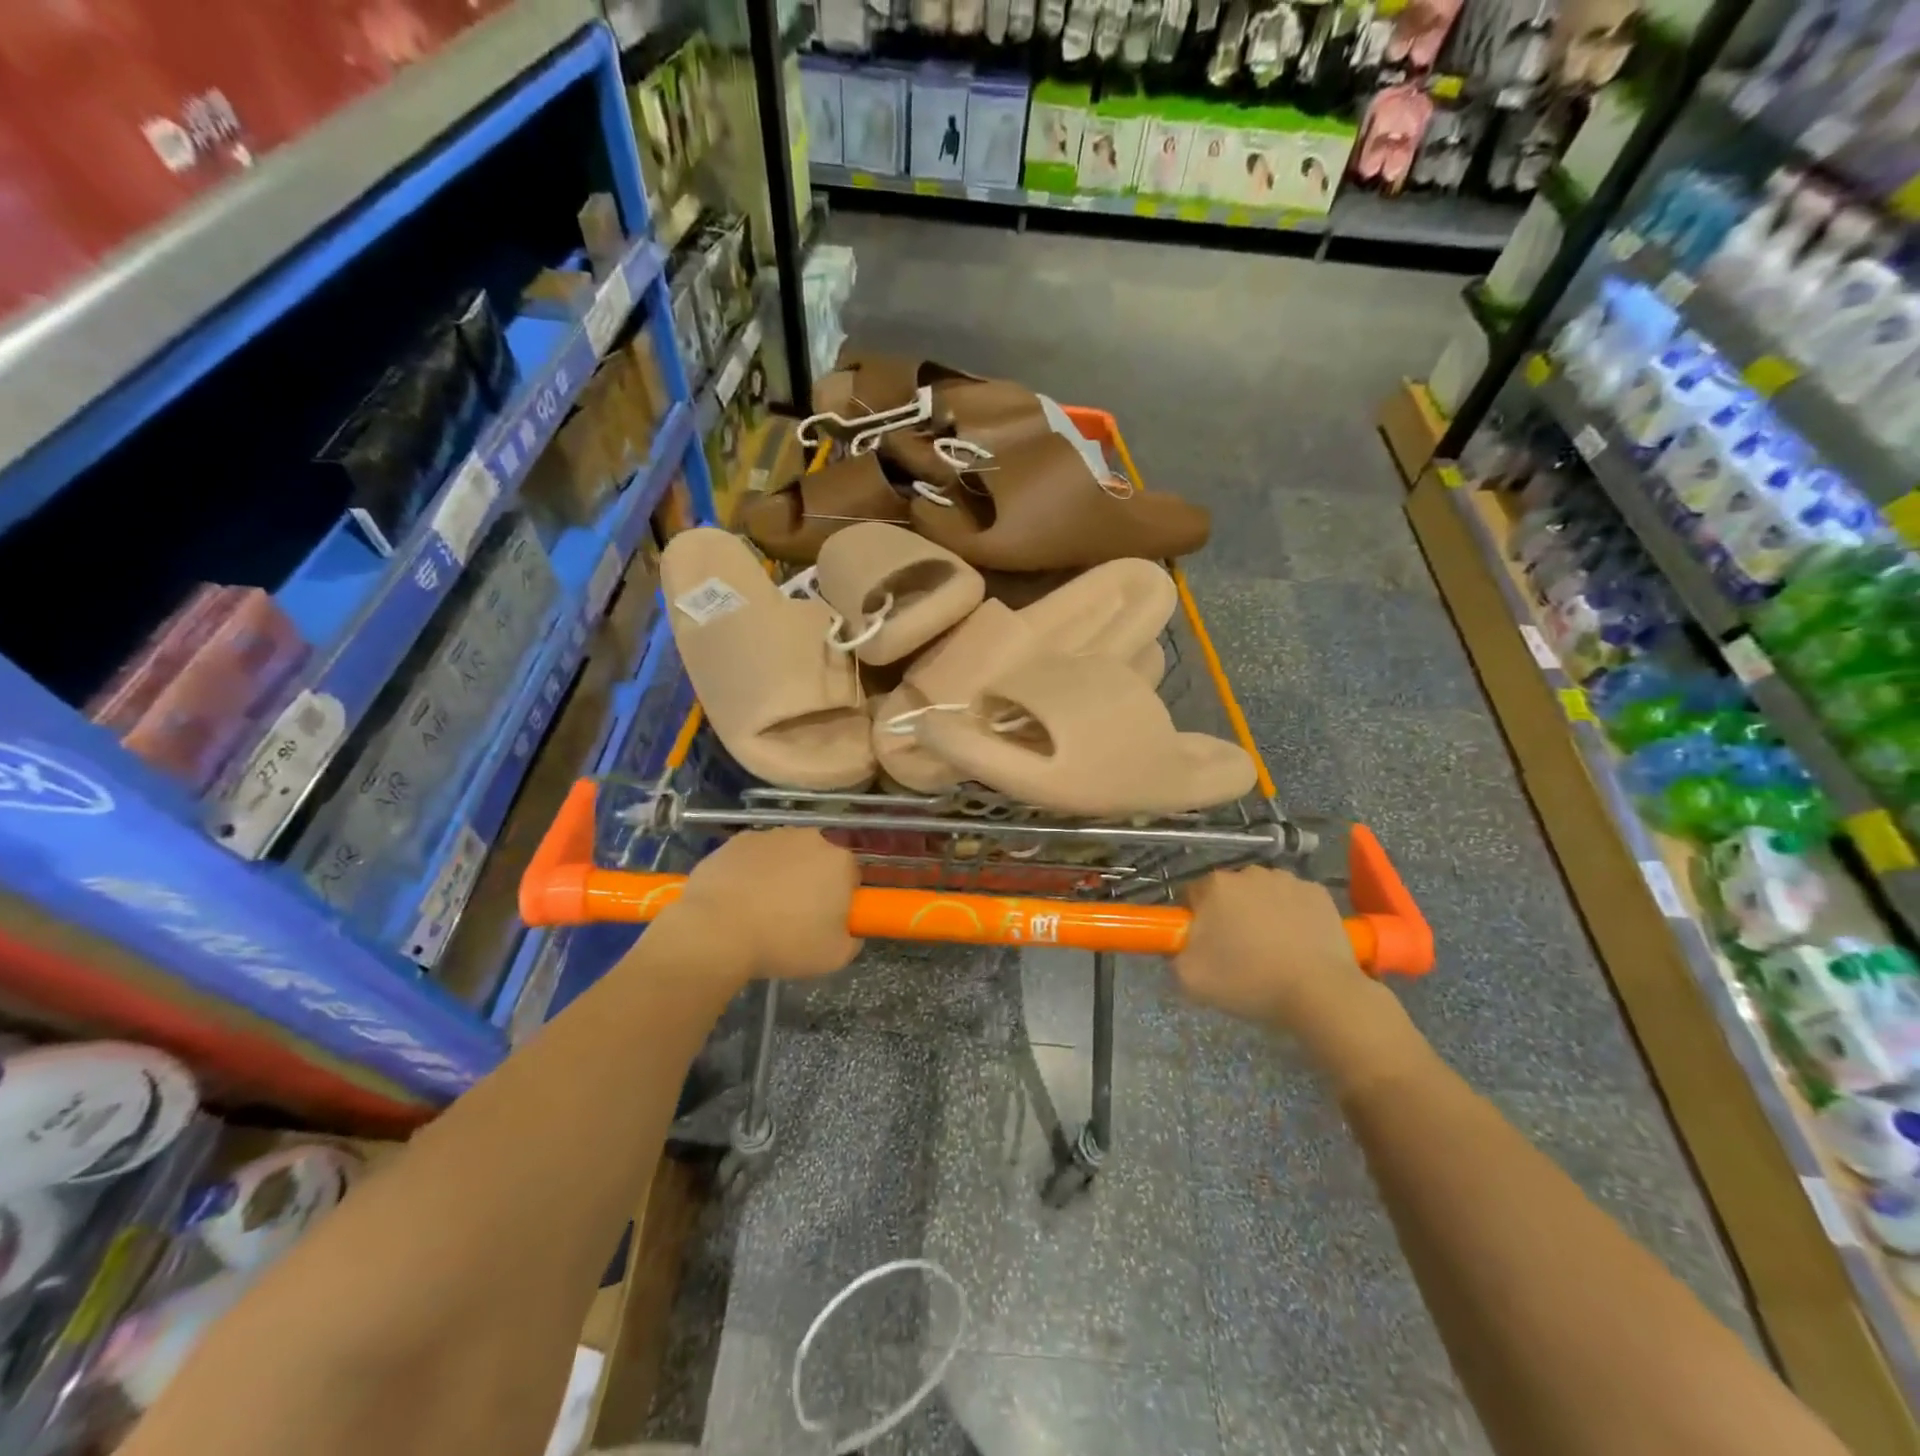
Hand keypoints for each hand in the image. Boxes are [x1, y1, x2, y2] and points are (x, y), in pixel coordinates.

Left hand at [672, 829, 862, 979]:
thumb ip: (851, 941)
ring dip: (781, 875)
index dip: (840, 900)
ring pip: (785, 855)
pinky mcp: (738, 840)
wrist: (716, 931)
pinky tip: (738, 899)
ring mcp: (771, 835)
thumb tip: (849, 932)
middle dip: (811, 882)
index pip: (851, 877)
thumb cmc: (783, 943)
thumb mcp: (833, 957)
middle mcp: (810, 838)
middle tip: (795, 917)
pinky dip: (751, 872)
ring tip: (761, 910)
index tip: (826, 921)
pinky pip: (754, 856)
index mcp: (839, 862)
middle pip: (818, 860)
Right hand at [1173, 866, 1375, 1042]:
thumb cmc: (1249, 981)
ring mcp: (1287, 879)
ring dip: (1260, 912)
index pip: (1192, 895)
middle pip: (1228, 892)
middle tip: (1237, 951)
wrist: (1319, 993)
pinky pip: (1294, 900)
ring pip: (1262, 893)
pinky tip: (1298, 943)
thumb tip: (1179, 945)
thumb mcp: (1190, 978)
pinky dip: (1292, 915)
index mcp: (1215, 886)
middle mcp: (1249, 873)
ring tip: (1271, 949)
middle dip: (1228, 914)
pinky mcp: (1318, 893)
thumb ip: (1174, 954)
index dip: (1195, 920)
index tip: (1205, 945)